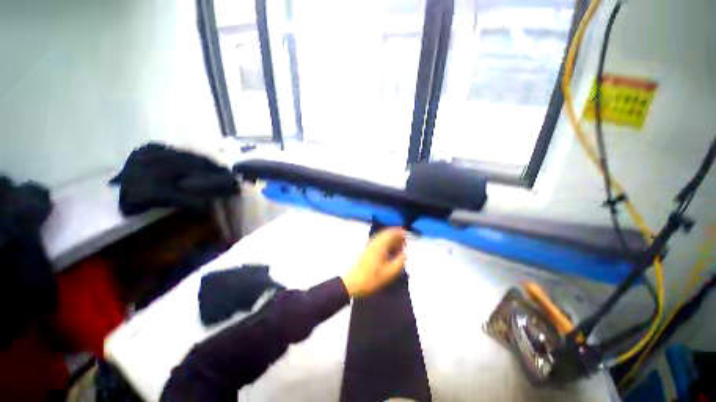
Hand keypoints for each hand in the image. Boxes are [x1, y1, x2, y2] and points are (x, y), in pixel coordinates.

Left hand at [341, 228, 406, 297]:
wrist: (353, 283)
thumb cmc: (372, 278)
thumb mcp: (390, 272)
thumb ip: (400, 261)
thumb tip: (405, 254)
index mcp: (380, 245)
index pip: (391, 233)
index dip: (400, 232)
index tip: (408, 236)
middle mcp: (374, 242)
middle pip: (387, 233)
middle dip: (397, 236)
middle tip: (404, 244)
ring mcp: (370, 245)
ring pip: (383, 237)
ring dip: (391, 240)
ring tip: (399, 249)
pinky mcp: (367, 250)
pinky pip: (379, 242)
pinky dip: (386, 244)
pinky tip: (390, 252)